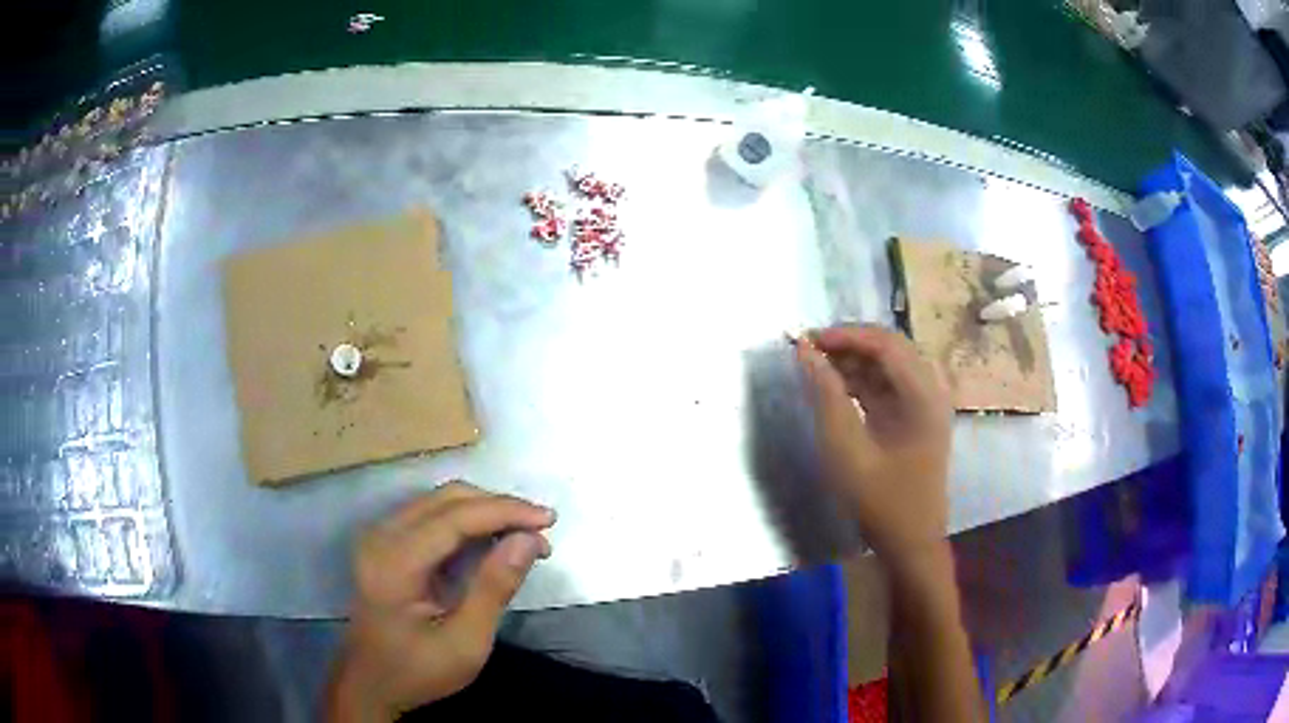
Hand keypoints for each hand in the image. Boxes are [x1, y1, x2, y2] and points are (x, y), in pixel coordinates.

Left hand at [327, 481, 555, 721]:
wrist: (372, 683)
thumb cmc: (418, 670)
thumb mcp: (466, 642)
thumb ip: (494, 588)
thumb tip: (529, 539)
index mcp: (395, 561)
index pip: (455, 516)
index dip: (504, 511)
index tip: (549, 519)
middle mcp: (382, 536)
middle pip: (446, 498)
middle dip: (498, 507)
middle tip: (540, 531)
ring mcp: (380, 536)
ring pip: (440, 501)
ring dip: (484, 512)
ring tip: (523, 537)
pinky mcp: (385, 543)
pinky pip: (431, 516)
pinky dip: (467, 522)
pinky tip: (492, 541)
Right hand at [794, 325, 952, 567]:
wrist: (910, 542)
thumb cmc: (880, 501)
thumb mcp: (846, 449)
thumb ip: (826, 396)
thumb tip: (805, 351)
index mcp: (923, 396)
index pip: (885, 343)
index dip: (845, 335)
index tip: (807, 340)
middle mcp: (930, 391)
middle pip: (890, 348)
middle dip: (848, 344)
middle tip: (809, 350)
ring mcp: (926, 404)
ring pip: (888, 364)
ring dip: (854, 361)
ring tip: (816, 366)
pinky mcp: (915, 417)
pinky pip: (889, 385)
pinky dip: (862, 381)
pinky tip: (835, 387)